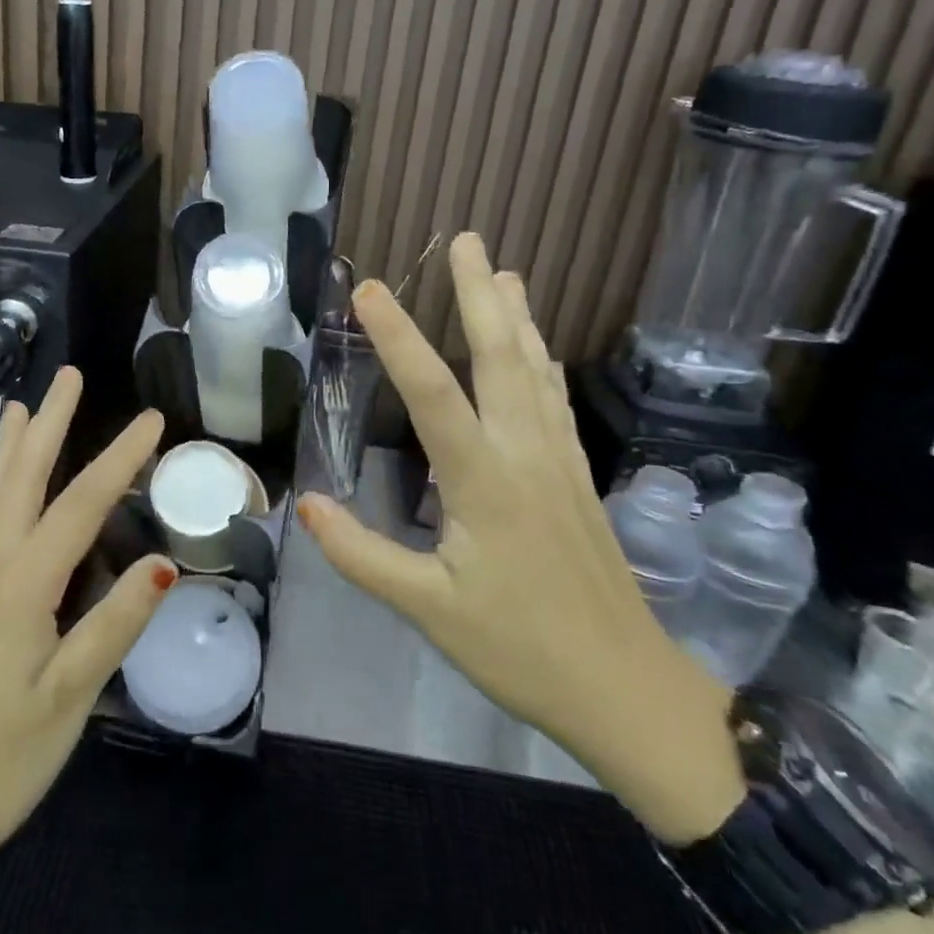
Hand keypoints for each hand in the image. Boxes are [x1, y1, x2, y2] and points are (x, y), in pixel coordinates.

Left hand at [0, 368, 174, 878]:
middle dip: (49, 424)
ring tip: (18, 408)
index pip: (83, 503)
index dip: (121, 457)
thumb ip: (116, 624)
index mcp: (24, 583)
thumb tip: (165, 563)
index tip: (154, 419)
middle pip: (22, 478)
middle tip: (68, 376)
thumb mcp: (69, 696)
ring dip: (7, 448)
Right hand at [297, 232, 744, 842]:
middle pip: (500, 360)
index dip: (398, 338)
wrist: (628, 693)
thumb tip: (305, 504)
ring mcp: (559, 464)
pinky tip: (539, 349)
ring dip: (517, 318)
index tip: (367, 289)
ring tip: (504, 271)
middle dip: (478, 296)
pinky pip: (556, 403)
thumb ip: (361, 555)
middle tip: (465, 241)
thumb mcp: (428, 610)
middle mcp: (526, 457)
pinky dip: (544, 362)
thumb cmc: (521, 652)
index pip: (432, 394)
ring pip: (537, 373)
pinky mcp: (578, 479)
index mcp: (484, 483)